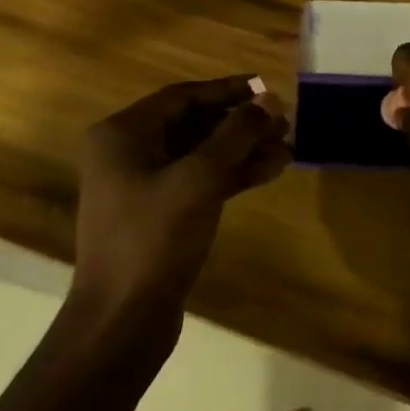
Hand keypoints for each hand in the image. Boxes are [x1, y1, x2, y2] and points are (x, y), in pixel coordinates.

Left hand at [70, 77, 289, 322]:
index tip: (267, 88)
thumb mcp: (199, 179)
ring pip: (202, 154)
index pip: (184, 97)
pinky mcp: (160, 214)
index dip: (229, 90)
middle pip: (195, 124)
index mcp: (123, 135)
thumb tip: (270, 99)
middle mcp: (128, 153)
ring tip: (287, 148)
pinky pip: (201, 181)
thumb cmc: (154, 239)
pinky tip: (270, 171)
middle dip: (241, 123)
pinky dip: (233, 175)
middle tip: (285, 123)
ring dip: (243, 150)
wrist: (121, 322)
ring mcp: (143, 185)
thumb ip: (237, 134)